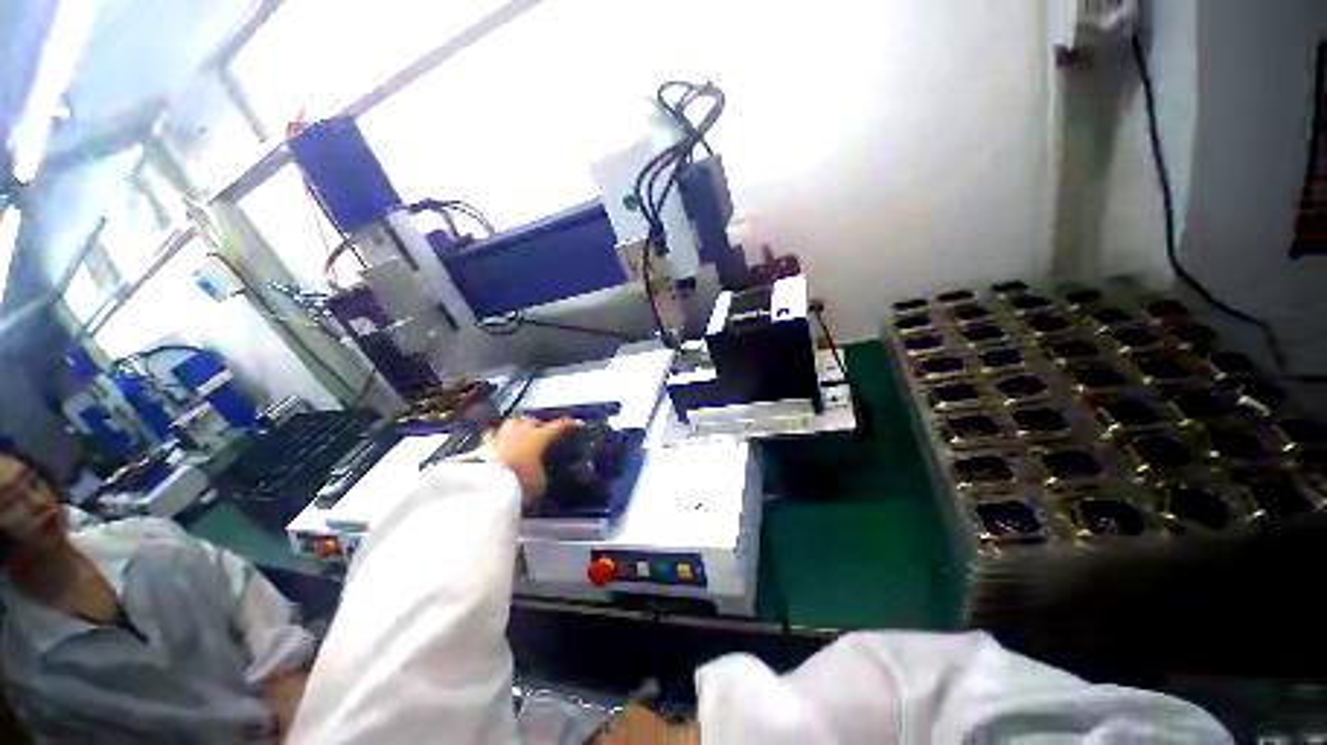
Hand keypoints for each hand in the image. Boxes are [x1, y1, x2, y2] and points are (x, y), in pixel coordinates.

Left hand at [484, 417, 579, 498]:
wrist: (488, 485)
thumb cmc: (522, 480)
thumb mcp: (541, 481)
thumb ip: (542, 471)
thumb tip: (541, 471)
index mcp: (539, 437)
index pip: (558, 426)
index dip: (568, 424)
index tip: (576, 423)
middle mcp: (521, 431)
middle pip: (532, 419)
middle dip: (538, 423)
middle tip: (542, 431)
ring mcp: (502, 436)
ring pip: (512, 421)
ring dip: (518, 424)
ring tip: (521, 431)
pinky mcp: (485, 446)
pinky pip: (491, 434)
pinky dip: (496, 435)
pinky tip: (498, 438)